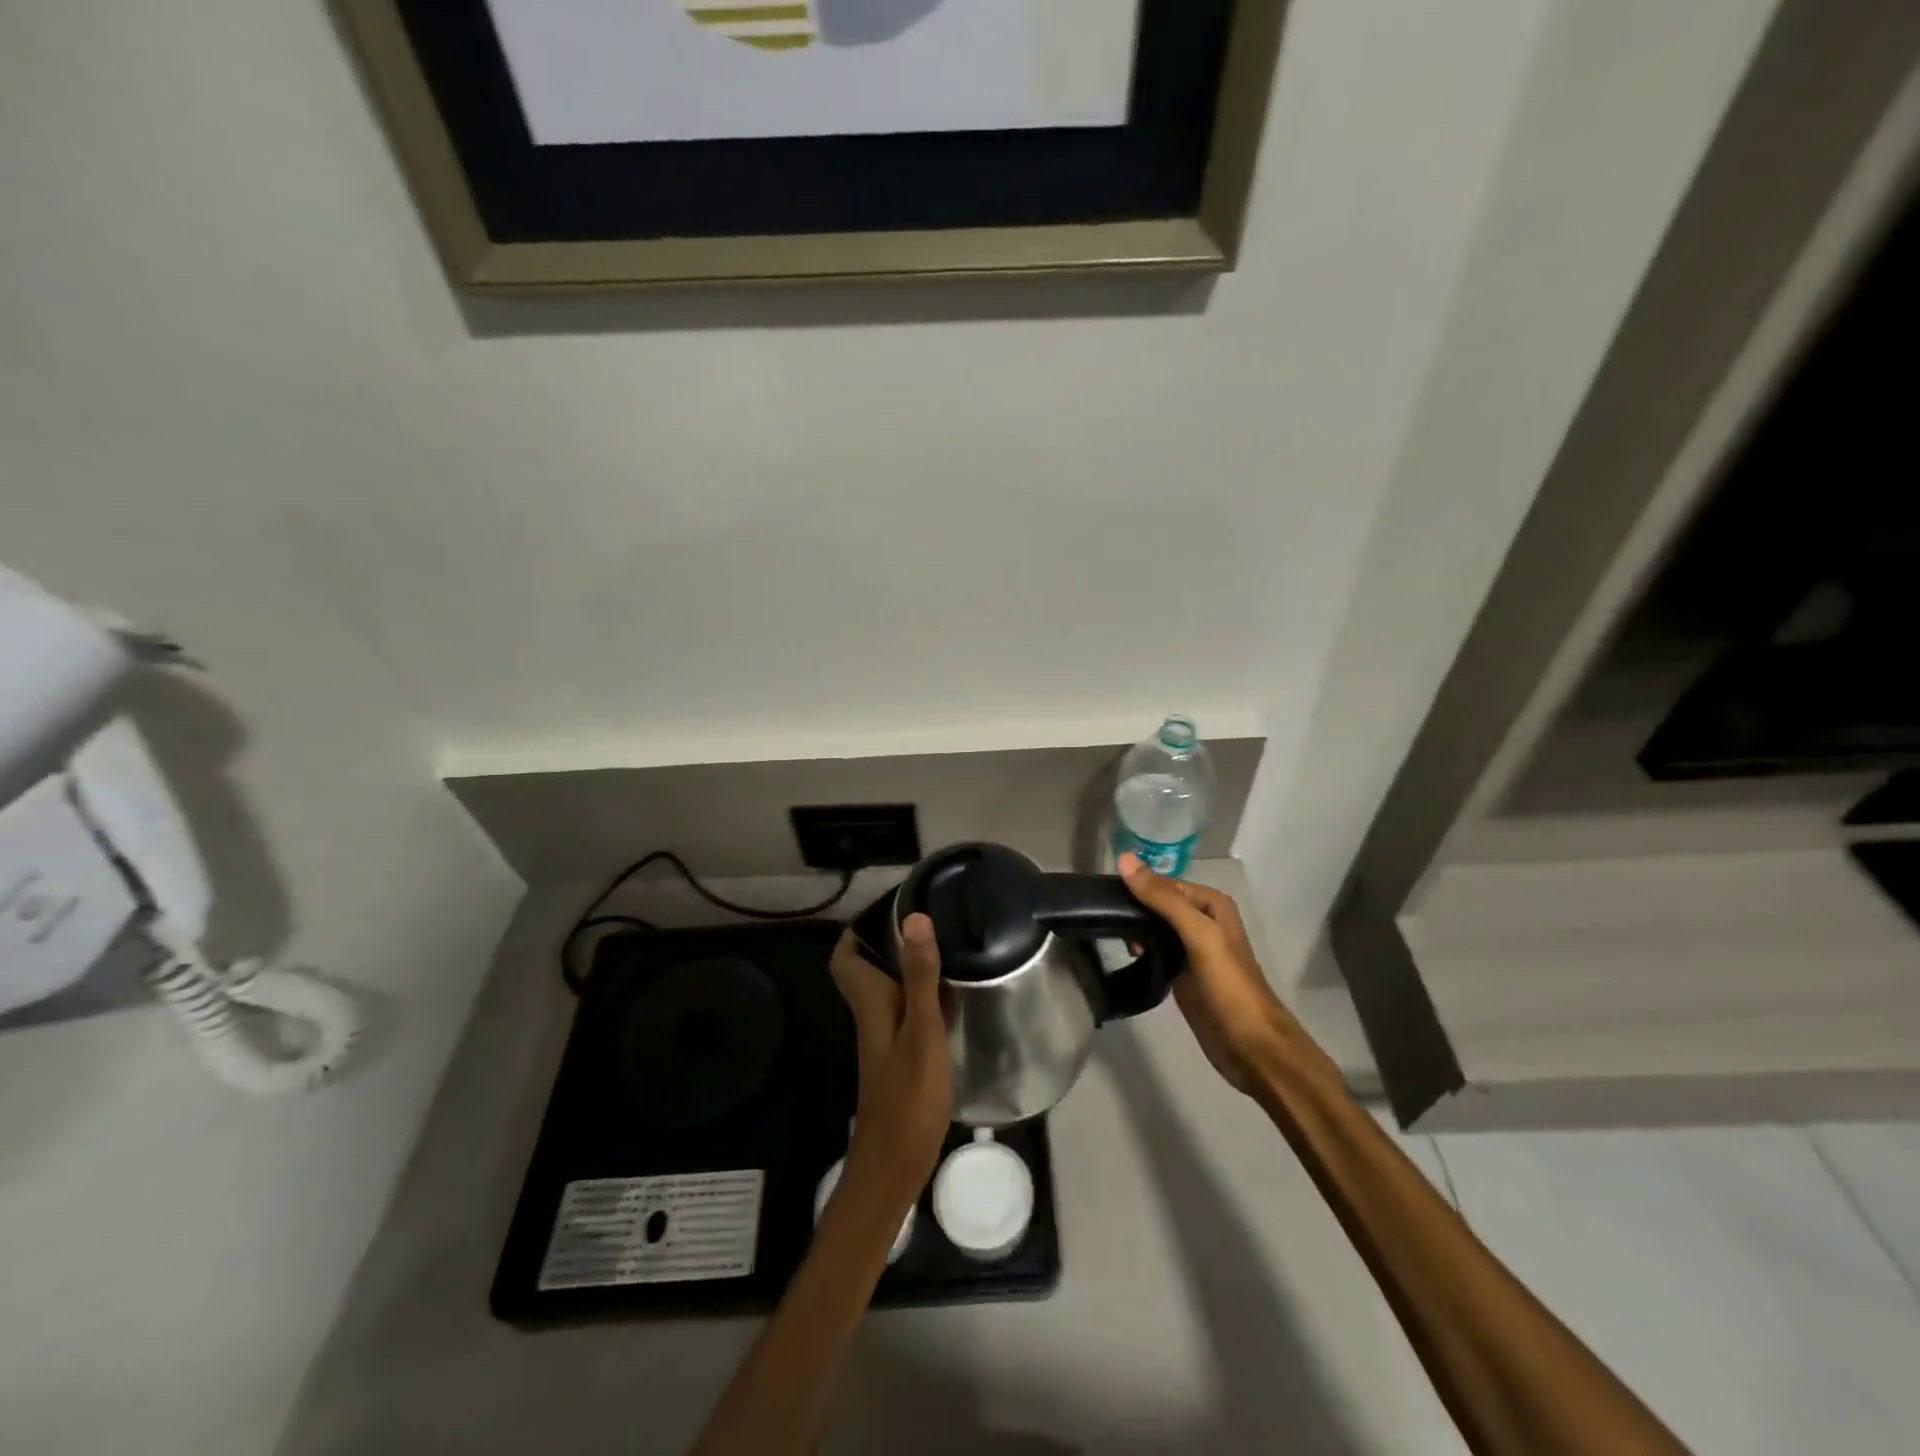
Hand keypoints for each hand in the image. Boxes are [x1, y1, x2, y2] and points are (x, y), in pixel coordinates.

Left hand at [828, 915, 952, 1206]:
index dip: (858, 930)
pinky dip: (925, 994)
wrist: (894, 1166)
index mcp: (870, 1003)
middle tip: (928, 919)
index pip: (845, 957)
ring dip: (909, 966)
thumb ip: (920, 977)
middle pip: (868, 968)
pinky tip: (954, 992)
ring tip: (947, 943)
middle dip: (889, 941)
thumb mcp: (921, 1032)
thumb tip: (914, 918)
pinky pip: (908, 1010)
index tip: (890, 907)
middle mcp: (872, 1014)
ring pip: (890, 988)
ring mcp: (886, 1037)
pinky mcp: (902, 1055)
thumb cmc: (908, 1098)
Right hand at [1118, 855, 1334, 1097]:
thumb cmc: (1230, 987)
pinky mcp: (1183, 974)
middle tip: (1103, 919)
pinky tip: (1125, 956)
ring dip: (1134, 930)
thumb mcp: (1199, 936)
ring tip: (1112, 938)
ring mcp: (1192, 949)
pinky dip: (1140, 951)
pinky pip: (1155, 952)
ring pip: (1154, 928)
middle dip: (1132, 909)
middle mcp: (1202, 921)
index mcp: (1211, 904)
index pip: (1163, 882)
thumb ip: (1164, 899)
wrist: (1252, 1048)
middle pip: (1158, 904)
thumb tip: (1124, 859)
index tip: (1102, 895)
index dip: (1136, 886)